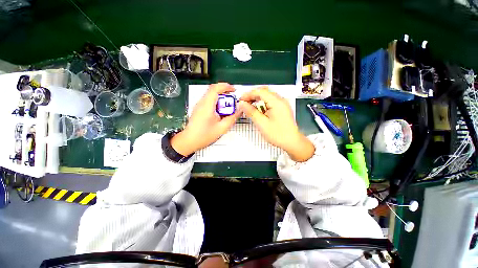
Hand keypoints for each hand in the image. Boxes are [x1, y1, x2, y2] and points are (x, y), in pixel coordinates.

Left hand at [171, 83, 241, 155]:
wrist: (189, 141)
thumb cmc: (204, 135)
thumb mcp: (222, 128)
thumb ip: (232, 118)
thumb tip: (240, 110)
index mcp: (207, 106)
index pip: (215, 88)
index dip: (226, 86)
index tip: (234, 90)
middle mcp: (202, 103)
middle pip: (213, 90)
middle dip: (225, 92)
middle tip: (233, 99)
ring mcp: (199, 105)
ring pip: (211, 95)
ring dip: (221, 97)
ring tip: (228, 105)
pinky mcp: (199, 108)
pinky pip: (209, 100)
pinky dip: (217, 102)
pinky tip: (221, 111)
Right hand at [238, 86, 314, 161]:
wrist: (292, 142)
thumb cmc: (278, 135)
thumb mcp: (262, 124)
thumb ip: (251, 112)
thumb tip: (242, 103)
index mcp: (276, 102)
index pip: (260, 92)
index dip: (248, 94)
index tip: (240, 100)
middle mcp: (281, 100)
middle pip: (264, 92)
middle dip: (252, 96)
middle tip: (244, 103)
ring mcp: (282, 104)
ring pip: (267, 96)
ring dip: (257, 99)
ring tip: (249, 107)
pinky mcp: (282, 108)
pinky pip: (270, 102)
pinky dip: (262, 104)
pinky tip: (258, 110)